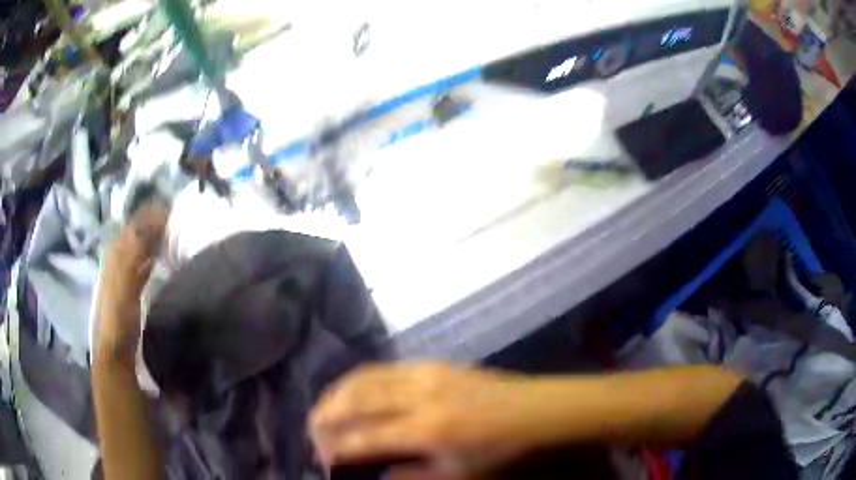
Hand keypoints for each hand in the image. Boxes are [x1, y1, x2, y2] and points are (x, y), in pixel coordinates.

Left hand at [96, 204, 168, 359]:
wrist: (115, 351)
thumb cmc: (119, 316)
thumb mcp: (125, 279)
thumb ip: (136, 248)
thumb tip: (155, 218)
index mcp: (116, 252)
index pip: (137, 224)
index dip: (154, 215)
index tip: (177, 214)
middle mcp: (119, 257)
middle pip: (139, 233)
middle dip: (156, 224)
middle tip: (181, 224)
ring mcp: (124, 273)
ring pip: (142, 248)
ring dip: (156, 240)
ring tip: (176, 237)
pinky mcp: (131, 289)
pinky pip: (144, 265)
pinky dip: (154, 257)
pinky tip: (164, 259)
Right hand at [309, 363, 546, 479]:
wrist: (536, 410)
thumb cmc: (501, 448)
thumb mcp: (459, 474)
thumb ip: (413, 476)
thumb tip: (380, 473)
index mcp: (426, 429)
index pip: (362, 437)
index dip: (335, 449)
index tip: (323, 460)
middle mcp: (418, 396)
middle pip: (354, 399)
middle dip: (325, 415)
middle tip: (313, 432)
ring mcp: (424, 373)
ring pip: (363, 377)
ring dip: (336, 394)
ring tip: (324, 411)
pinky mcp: (432, 363)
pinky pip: (383, 368)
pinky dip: (358, 380)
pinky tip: (353, 392)